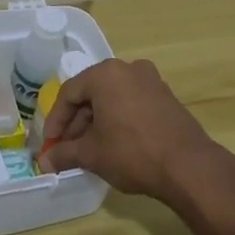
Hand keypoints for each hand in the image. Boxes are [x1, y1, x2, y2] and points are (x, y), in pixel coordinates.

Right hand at [36, 58, 224, 204]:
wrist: (189, 166)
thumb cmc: (132, 152)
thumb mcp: (92, 154)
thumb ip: (64, 154)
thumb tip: (45, 162)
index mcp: (105, 74)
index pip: (69, 93)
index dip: (55, 121)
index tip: (49, 145)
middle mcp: (128, 68)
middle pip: (91, 93)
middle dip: (76, 123)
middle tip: (67, 149)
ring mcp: (150, 81)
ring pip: (112, 98)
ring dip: (96, 122)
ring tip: (89, 150)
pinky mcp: (166, 96)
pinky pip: (131, 103)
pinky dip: (117, 119)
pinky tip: (114, 144)